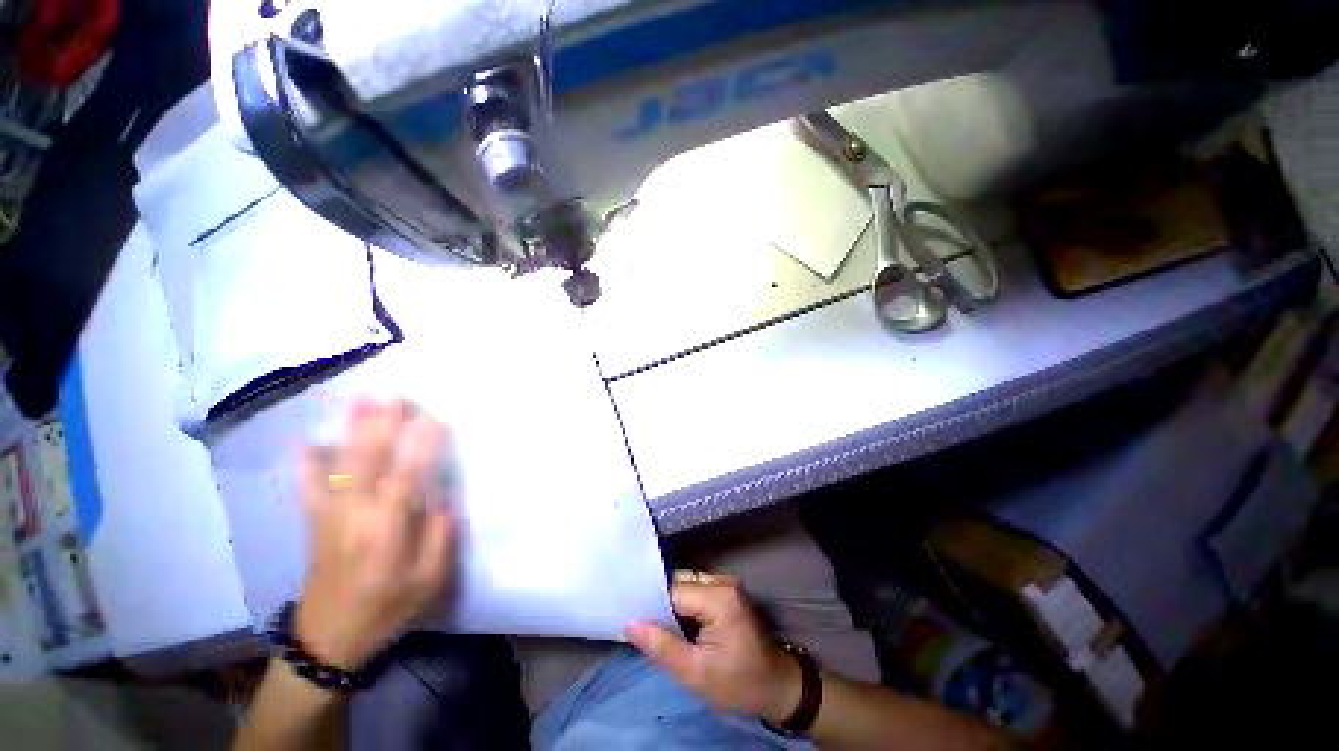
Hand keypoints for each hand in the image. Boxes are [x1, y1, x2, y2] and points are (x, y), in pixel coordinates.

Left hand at [294, 399, 456, 670]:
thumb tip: (442, 498)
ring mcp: (330, 517)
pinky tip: (305, 441)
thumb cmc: (386, 609)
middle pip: (369, 462)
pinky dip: (306, 464)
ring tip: (360, 400)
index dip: (421, 446)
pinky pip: (308, 488)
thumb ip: (440, 537)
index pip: (406, 477)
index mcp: (387, 530)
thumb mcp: (429, 582)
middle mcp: (355, 516)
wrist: (328, 640)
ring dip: (352, 432)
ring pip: (340, 466)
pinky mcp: (315, 524)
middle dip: (383, 426)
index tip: (436, 418)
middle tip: (396, 395)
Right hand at [626, 571, 800, 721]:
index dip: (649, 604)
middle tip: (637, 623)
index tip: (629, 617)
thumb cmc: (738, 683)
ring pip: (685, 584)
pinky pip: (695, 589)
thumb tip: (629, 624)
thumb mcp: (695, 673)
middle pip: (679, 582)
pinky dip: (682, 603)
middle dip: (658, 602)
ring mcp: (725, 583)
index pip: (672, 591)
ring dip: (669, 603)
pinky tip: (672, 621)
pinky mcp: (726, 591)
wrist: (776, 686)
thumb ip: (662, 646)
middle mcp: (722, 581)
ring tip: (651, 623)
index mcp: (718, 597)